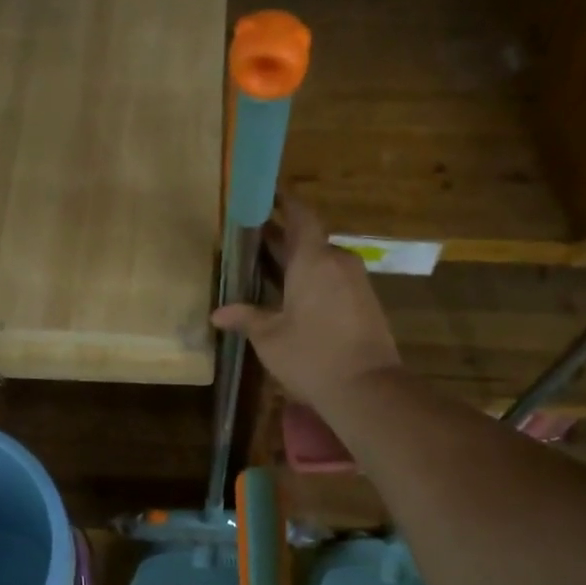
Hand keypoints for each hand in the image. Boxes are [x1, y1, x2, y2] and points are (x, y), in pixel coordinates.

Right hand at [213, 199, 402, 414]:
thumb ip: (246, 318)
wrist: (367, 388)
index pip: (300, 215)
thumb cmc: (312, 356)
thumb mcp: (270, 338)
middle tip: (253, 240)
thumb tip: (218, 314)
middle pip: (309, 238)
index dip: (284, 202)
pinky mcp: (366, 301)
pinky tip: (295, 296)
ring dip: (298, 261)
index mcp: (313, 259)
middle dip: (282, 237)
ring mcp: (356, 280)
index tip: (266, 196)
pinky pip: (335, 278)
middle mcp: (338, 260)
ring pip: (323, 260)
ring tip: (269, 270)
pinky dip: (314, 279)